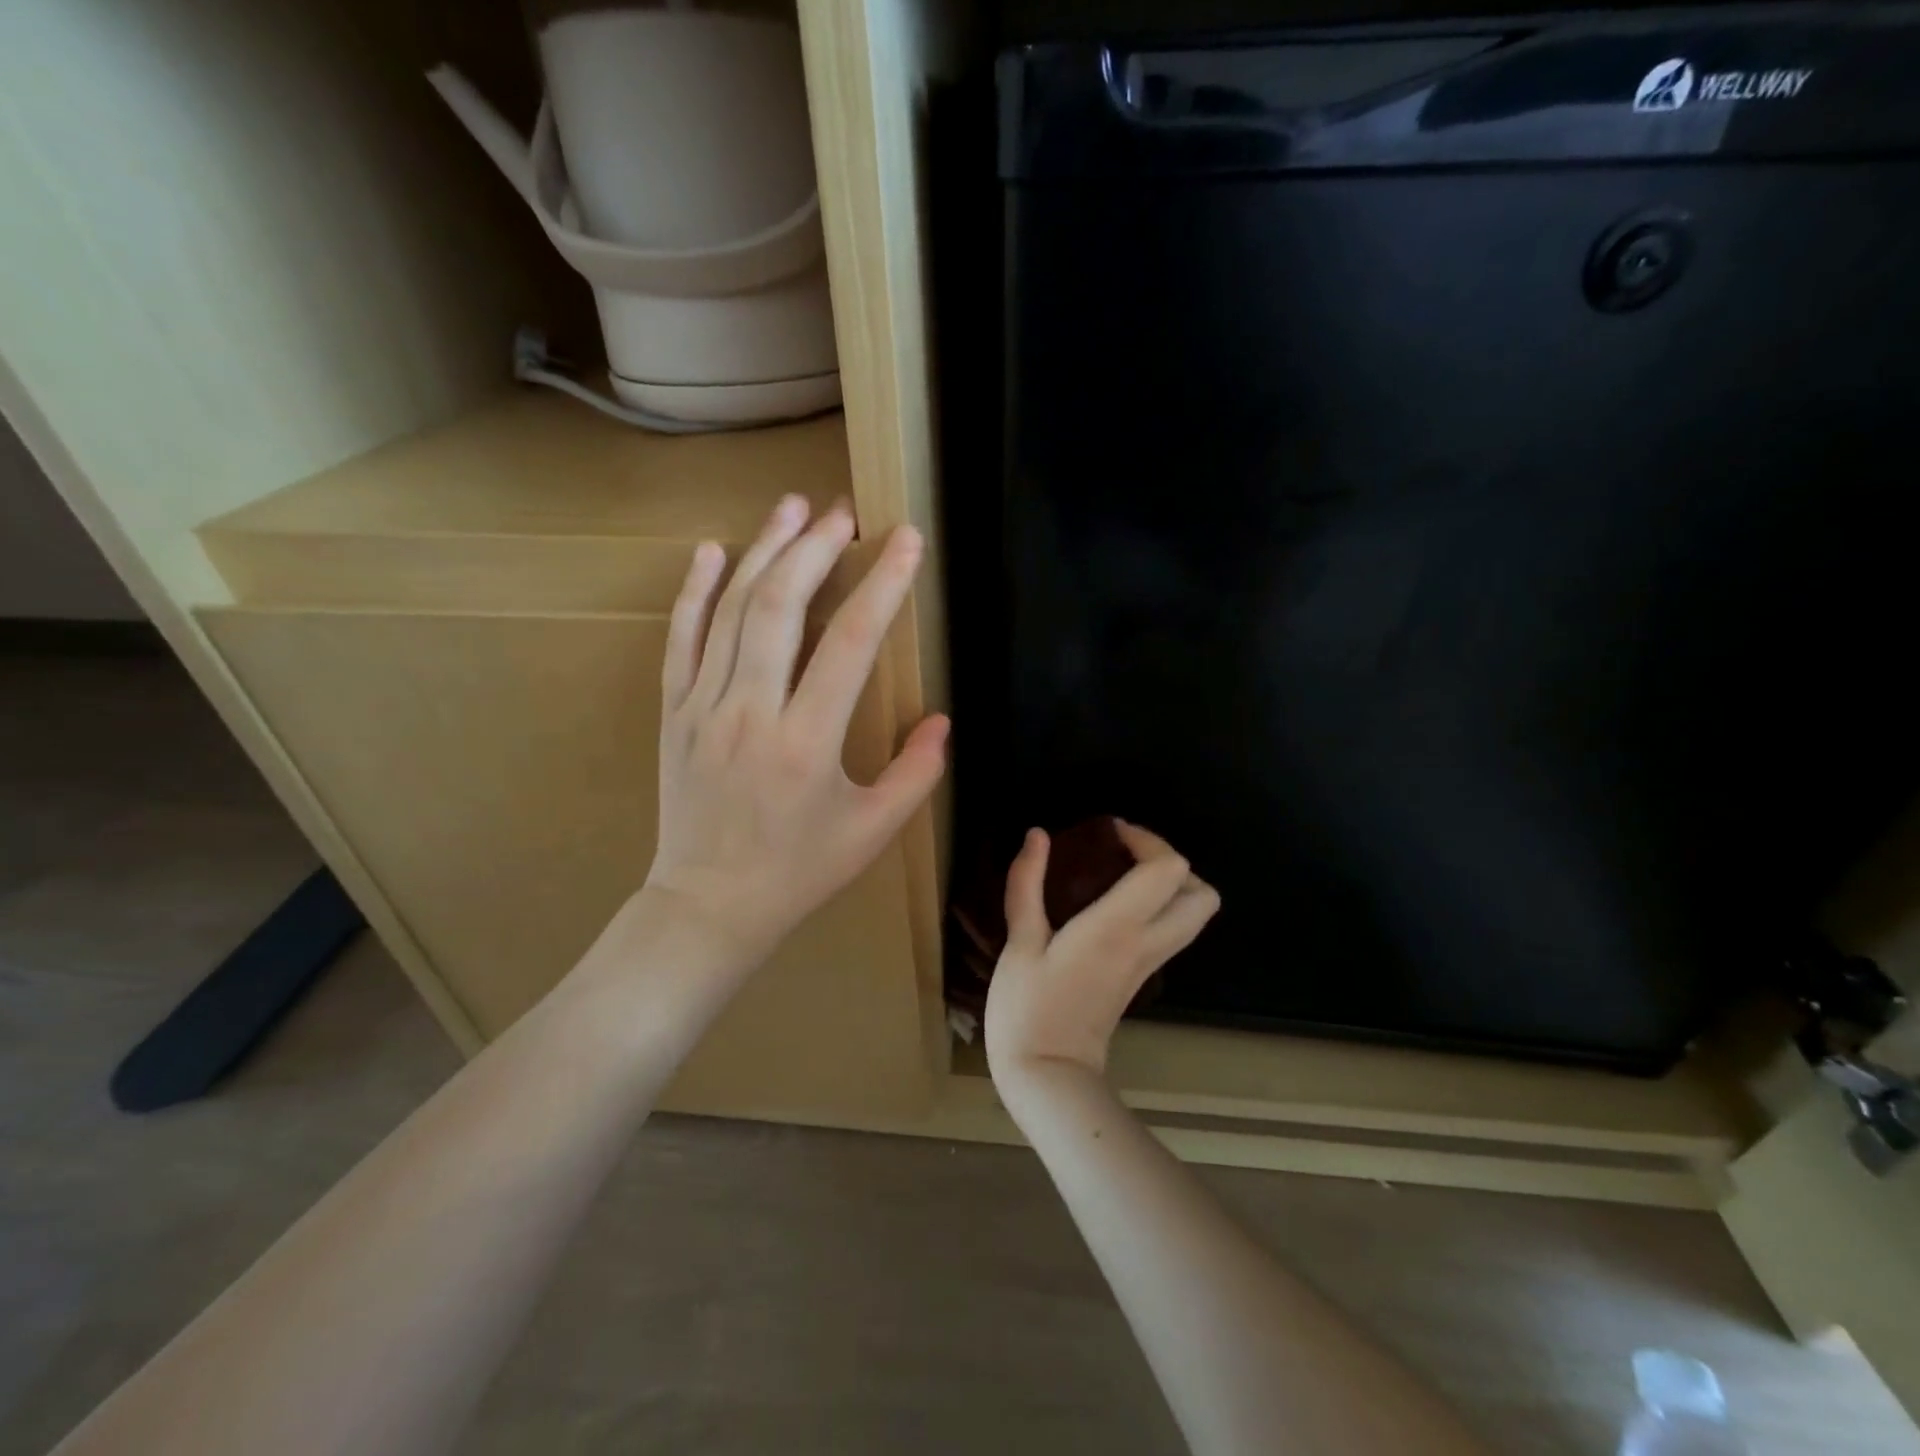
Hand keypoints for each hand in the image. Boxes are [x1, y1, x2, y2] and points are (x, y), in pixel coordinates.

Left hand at [640, 494, 948, 963]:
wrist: (708, 906)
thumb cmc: (799, 872)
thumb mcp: (873, 833)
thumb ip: (915, 774)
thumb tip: (942, 720)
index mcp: (808, 744)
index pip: (849, 644)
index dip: (882, 585)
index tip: (904, 540)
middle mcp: (751, 714)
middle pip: (780, 609)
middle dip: (816, 549)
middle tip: (843, 512)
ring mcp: (703, 709)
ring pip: (730, 613)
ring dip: (764, 552)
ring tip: (791, 506)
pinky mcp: (673, 714)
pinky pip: (679, 640)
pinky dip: (695, 592)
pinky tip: (713, 551)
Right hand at [985, 822, 1219, 1086]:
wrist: (1047, 1076)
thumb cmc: (1028, 1008)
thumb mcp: (1019, 942)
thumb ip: (1027, 884)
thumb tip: (1037, 834)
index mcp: (1118, 927)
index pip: (1167, 869)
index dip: (1146, 839)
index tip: (1109, 833)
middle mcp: (1146, 942)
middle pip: (1202, 894)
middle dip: (1171, 863)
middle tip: (1126, 855)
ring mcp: (1150, 964)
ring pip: (1195, 916)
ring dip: (1170, 886)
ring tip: (1122, 876)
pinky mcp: (1142, 977)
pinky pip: (1172, 931)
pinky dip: (1159, 908)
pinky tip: (1114, 906)